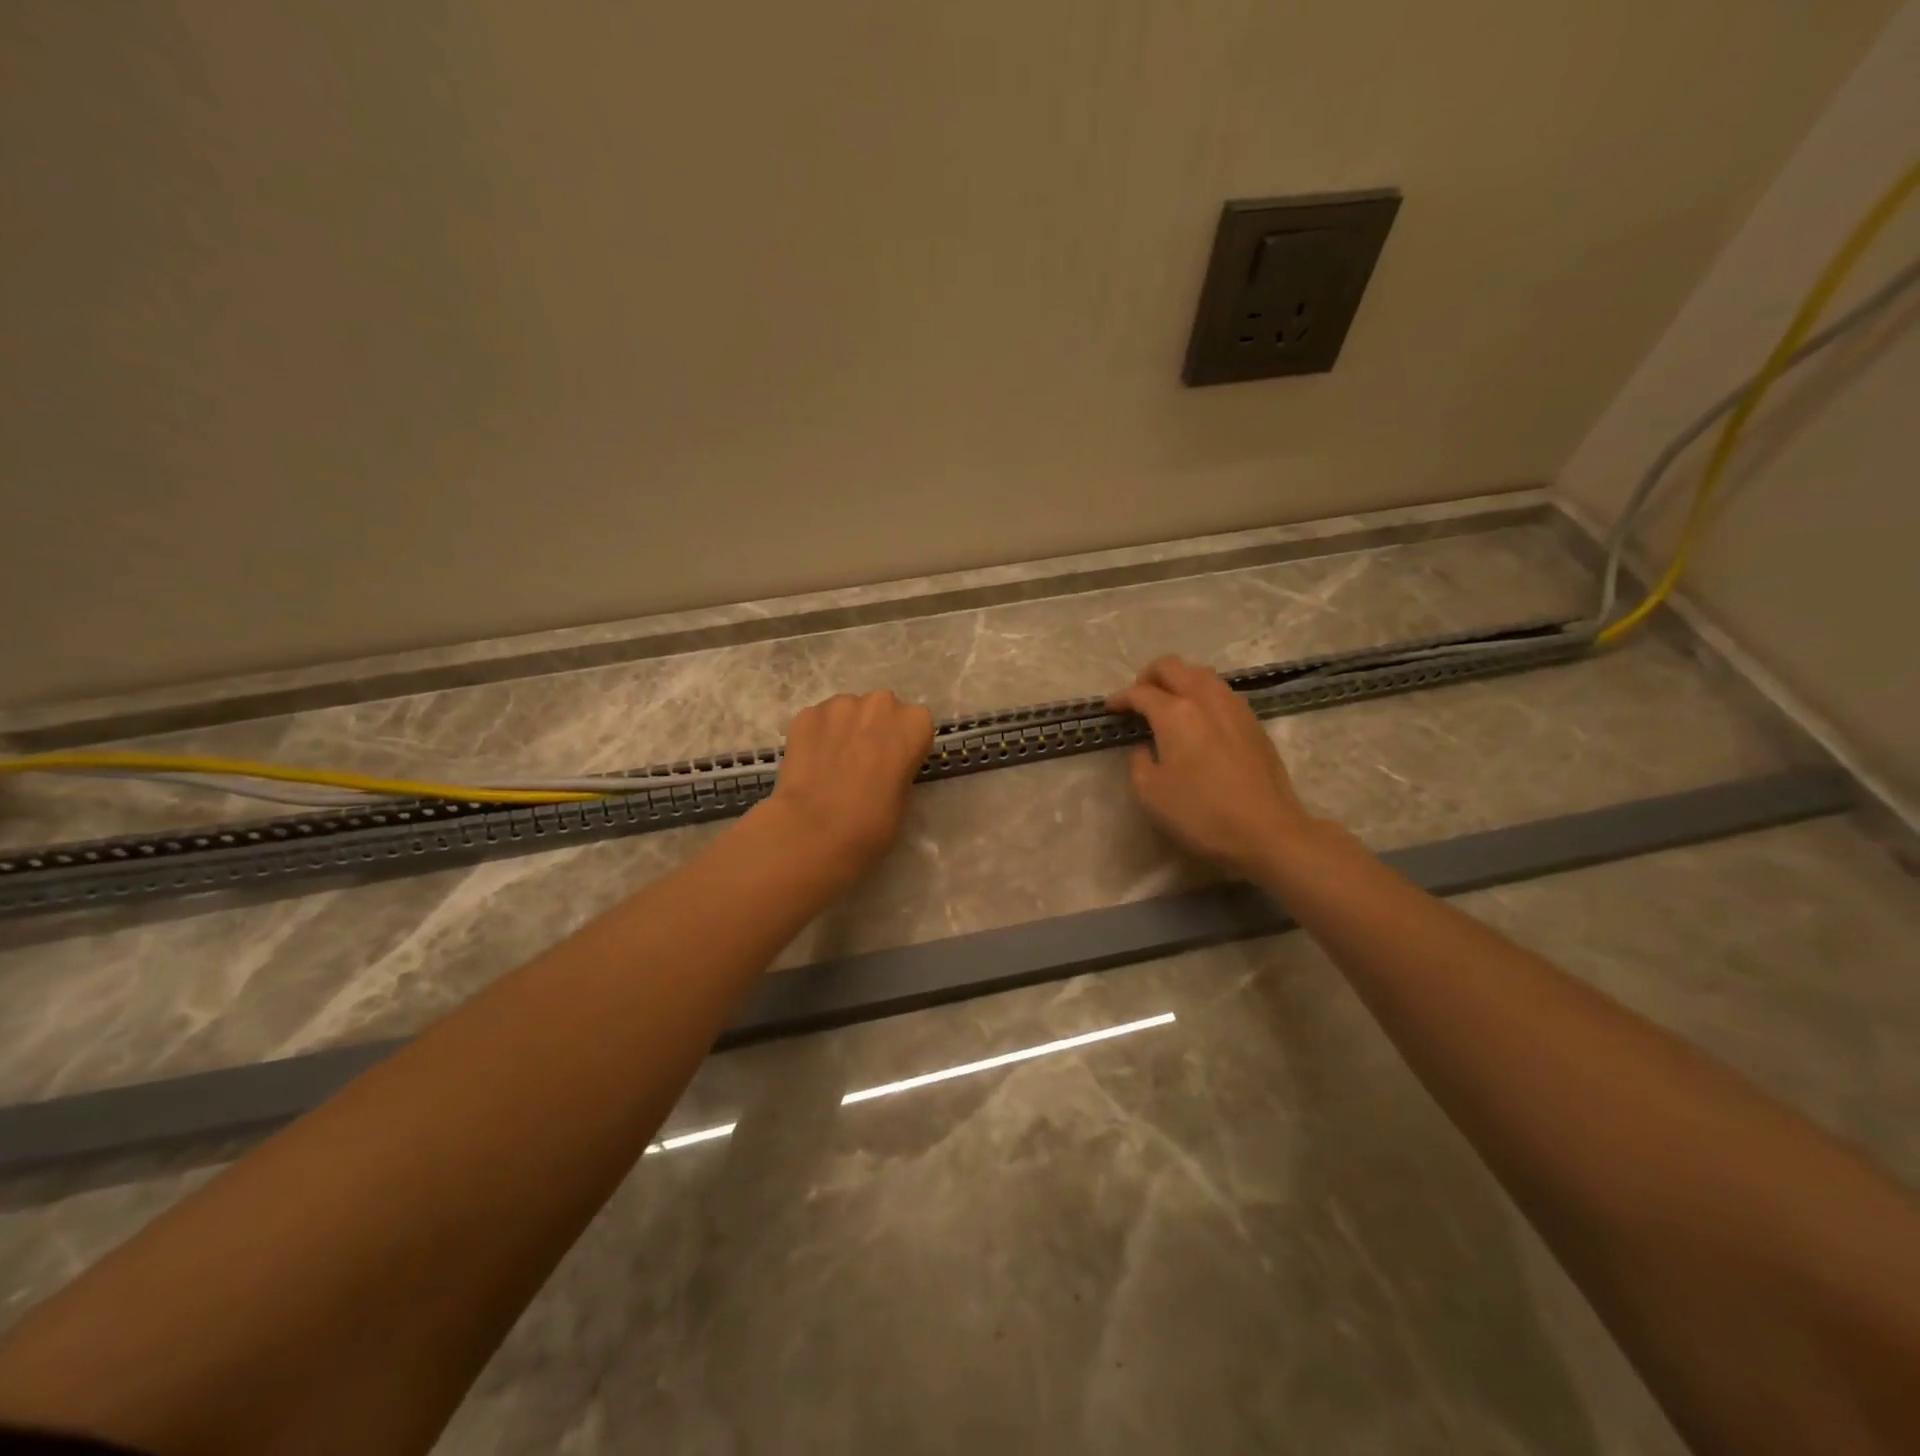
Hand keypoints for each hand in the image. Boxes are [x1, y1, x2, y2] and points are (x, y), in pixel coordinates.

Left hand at [760, 690, 934, 885]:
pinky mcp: (806, 714)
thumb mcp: (904, 798)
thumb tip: (882, 768)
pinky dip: (815, 737)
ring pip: (846, 712)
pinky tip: (809, 765)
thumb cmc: (873, 823)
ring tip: (831, 765)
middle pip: (881, 710)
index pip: (915, 724)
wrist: (816, 830)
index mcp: (914, 723)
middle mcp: (881, 704)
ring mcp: (840, 705)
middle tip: (862, 763)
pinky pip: (817, 722)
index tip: (892, 765)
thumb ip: (899, 769)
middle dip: (873, 729)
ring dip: (843, 730)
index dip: (902, 745)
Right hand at [1108, 656, 1315, 878]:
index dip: (1120, 698)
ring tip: (1169, 704)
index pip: (1140, 693)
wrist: (1267, 830)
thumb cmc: (1201, 813)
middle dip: (1149, 676)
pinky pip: (1221, 692)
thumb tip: (1146, 746)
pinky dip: (1202, 695)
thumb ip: (1139, 761)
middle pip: (1172, 667)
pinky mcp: (1254, 722)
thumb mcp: (1150, 792)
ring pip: (1201, 674)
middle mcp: (1205, 698)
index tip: (1110, 708)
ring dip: (1179, 680)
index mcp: (1175, 713)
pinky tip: (1199, 719)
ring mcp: (1234, 707)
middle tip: (1138, 698)